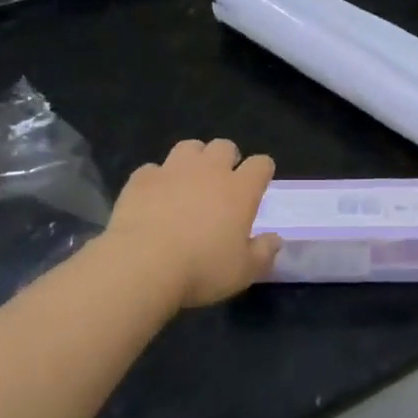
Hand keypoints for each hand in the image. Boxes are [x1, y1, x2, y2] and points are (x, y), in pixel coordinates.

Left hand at [105, 139, 280, 308]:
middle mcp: (209, 170)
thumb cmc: (202, 269)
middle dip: (227, 158)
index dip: (262, 171)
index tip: (259, 184)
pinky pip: (153, 169)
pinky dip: (157, 179)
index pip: (261, 164)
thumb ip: (263, 253)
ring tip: (189, 181)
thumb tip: (275, 240)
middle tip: (222, 182)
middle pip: (224, 146)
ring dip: (193, 159)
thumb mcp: (244, 271)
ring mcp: (173, 170)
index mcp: (240, 189)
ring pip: (189, 147)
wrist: (143, 264)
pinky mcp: (142, 178)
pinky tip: (154, 197)